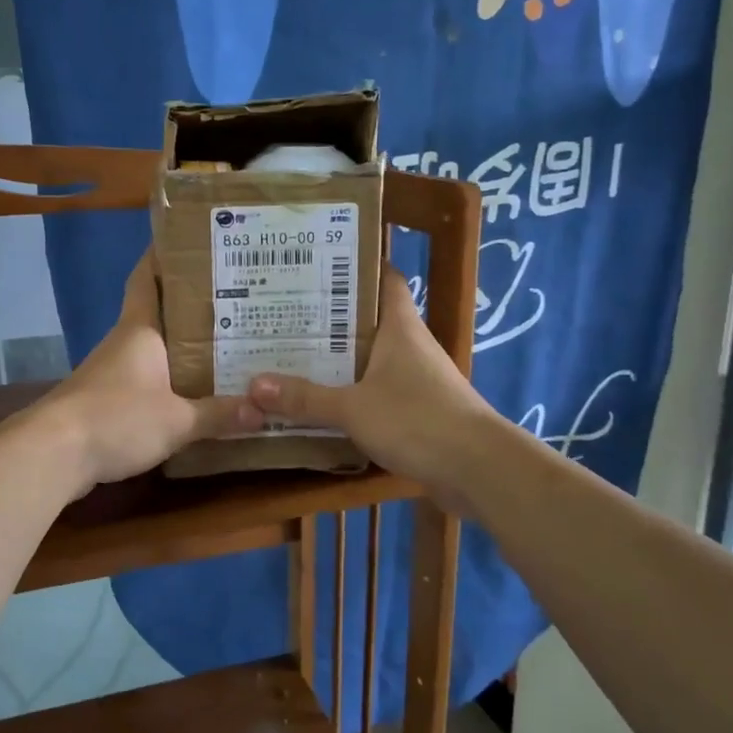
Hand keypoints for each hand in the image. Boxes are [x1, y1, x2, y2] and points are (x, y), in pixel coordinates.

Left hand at [34, 251, 262, 497]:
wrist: (53, 454)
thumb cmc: (116, 418)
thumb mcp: (177, 420)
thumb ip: (218, 414)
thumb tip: (262, 409)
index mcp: (139, 329)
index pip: (147, 277)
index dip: (163, 256)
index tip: (191, 242)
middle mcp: (124, 342)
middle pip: (157, 312)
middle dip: (191, 306)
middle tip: (235, 301)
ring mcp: (110, 371)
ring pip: (153, 348)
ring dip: (182, 346)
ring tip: (225, 346)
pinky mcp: (104, 400)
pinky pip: (145, 380)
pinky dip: (169, 380)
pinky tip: (193, 394)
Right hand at [247, 266, 500, 503]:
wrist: (478, 469)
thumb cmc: (417, 420)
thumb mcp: (353, 408)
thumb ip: (305, 398)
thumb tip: (254, 385)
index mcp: (400, 326)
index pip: (384, 278)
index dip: (356, 266)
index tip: (316, 264)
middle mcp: (410, 345)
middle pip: (369, 319)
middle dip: (330, 316)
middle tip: (285, 313)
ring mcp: (417, 378)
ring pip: (371, 358)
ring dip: (339, 358)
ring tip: (292, 354)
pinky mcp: (418, 410)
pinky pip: (377, 391)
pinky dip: (352, 392)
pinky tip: (322, 402)